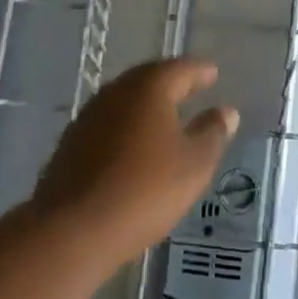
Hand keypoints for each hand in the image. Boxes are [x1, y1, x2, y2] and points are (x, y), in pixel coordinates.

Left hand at [31, 58, 239, 270]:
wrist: (72, 230)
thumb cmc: (144, 190)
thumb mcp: (193, 165)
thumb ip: (212, 134)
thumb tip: (227, 111)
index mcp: (150, 87)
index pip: (181, 68)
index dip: (200, 71)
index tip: (213, 73)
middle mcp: (117, 91)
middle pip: (150, 79)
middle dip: (172, 83)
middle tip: (191, 89)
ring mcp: (90, 115)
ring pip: (126, 100)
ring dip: (147, 105)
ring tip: (166, 117)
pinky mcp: (71, 142)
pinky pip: (109, 123)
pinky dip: (127, 126)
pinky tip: (134, 145)